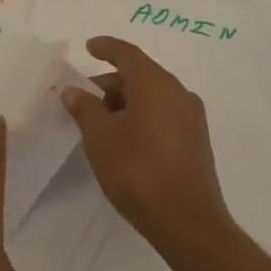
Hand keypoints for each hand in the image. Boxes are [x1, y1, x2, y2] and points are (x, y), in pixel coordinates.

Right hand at [61, 36, 233, 263]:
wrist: (188, 223)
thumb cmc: (138, 171)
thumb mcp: (100, 137)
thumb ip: (85, 108)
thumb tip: (74, 90)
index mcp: (156, 84)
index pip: (128, 54)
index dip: (106, 47)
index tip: (88, 47)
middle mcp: (178, 93)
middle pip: (140, 75)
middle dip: (110, 83)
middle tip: (84, 98)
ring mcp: (191, 118)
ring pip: (152, 97)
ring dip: (125, 102)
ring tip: (99, 123)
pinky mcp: (196, 142)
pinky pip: (163, 114)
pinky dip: (141, 116)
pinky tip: (124, 139)